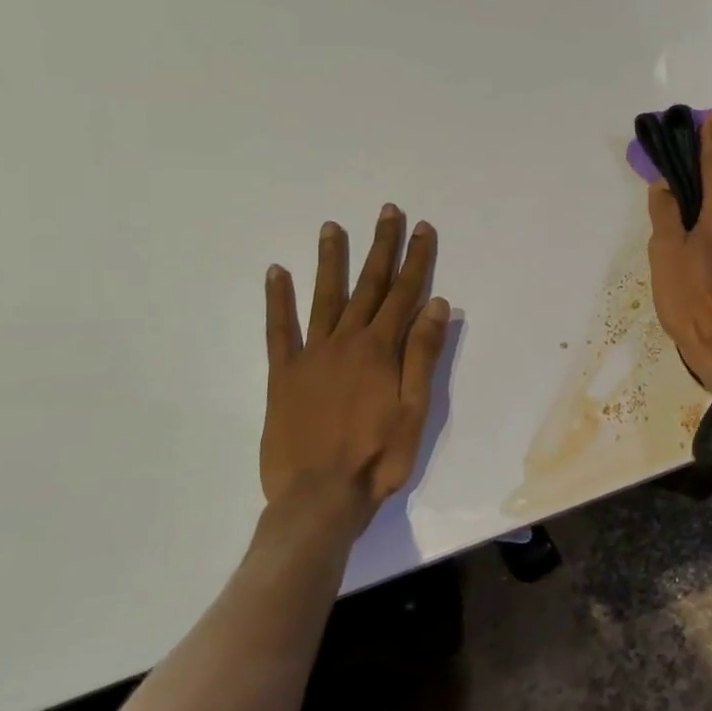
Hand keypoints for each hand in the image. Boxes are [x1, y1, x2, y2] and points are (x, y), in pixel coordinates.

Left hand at [260, 206, 449, 533]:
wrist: (318, 498)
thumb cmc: (378, 457)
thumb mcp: (415, 409)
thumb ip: (423, 355)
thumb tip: (435, 304)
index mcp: (380, 350)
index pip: (404, 294)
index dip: (416, 260)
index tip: (422, 228)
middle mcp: (345, 342)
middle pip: (368, 286)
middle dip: (381, 247)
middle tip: (387, 212)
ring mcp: (310, 356)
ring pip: (323, 297)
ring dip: (330, 260)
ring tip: (332, 227)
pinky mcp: (282, 375)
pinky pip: (278, 330)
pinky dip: (277, 300)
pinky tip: (276, 273)